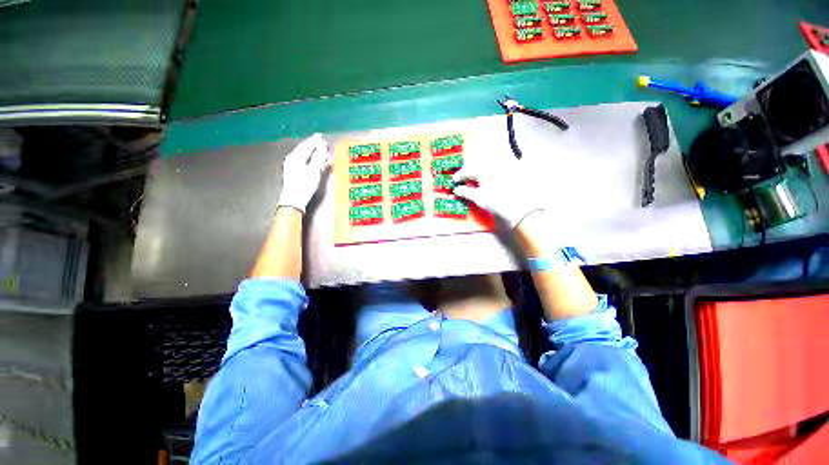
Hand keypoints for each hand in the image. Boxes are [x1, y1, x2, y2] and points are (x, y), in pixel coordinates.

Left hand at [277, 133, 329, 213]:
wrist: (294, 200)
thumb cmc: (304, 185)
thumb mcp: (314, 171)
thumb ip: (318, 158)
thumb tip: (322, 147)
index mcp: (295, 157)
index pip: (306, 146)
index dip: (314, 141)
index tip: (321, 136)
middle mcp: (292, 159)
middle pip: (303, 149)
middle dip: (312, 145)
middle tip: (321, 141)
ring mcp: (291, 166)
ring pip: (302, 155)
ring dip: (311, 151)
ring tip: (318, 149)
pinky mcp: (293, 172)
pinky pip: (302, 160)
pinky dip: (309, 158)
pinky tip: (312, 160)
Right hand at [451, 147, 543, 227]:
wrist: (519, 208)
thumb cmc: (496, 202)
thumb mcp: (478, 198)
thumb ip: (465, 192)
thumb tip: (456, 189)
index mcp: (482, 170)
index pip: (466, 170)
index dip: (459, 176)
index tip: (454, 181)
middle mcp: (492, 164)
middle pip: (476, 164)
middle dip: (468, 170)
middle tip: (463, 179)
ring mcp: (502, 167)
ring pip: (485, 164)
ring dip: (477, 170)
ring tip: (474, 179)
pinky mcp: (510, 171)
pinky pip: (495, 167)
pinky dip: (487, 172)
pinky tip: (486, 180)